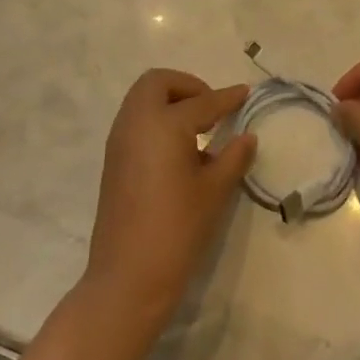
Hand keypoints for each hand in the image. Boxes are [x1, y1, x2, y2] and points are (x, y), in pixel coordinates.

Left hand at [85, 69, 255, 328]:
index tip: (245, 93)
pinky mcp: (113, 161)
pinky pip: (135, 122)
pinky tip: (181, 150)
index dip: (227, 97)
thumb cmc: (178, 228)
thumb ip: (233, 157)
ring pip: (142, 100)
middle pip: (157, 83)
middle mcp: (136, 123)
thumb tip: (246, 137)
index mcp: (163, 124)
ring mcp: (119, 142)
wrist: (128, 276)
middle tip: (213, 108)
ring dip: (170, 102)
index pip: (202, 102)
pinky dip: (158, 120)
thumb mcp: (215, 191)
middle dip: (187, 86)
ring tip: (200, 128)